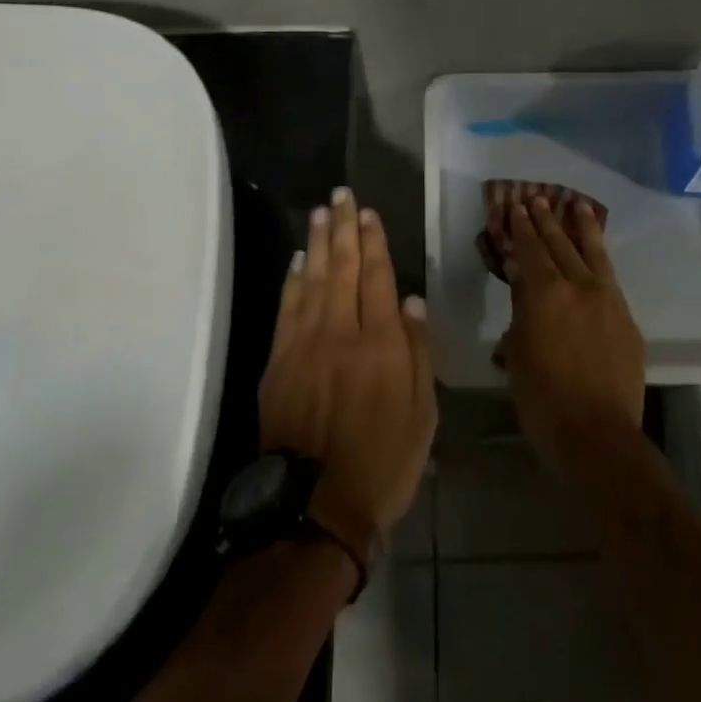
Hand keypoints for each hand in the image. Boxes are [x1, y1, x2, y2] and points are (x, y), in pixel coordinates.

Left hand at [257, 187, 436, 565]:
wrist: (315, 506)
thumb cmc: (383, 462)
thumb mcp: (422, 413)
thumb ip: (418, 352)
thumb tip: (412, 301)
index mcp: (381, 343)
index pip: (377, 278)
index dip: (373, 242)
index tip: (369, 213)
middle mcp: (341, 332)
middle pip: (342, 268)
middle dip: (344, 228)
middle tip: (342, 195)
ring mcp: (304, 345)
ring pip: (311, 280)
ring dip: (317, 243)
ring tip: (321, 212)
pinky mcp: (278, 362)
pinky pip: (286, 308)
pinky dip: (292, 280)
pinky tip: (296, 260)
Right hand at [499, 195, 646, 480]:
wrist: (598, 435)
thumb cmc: (542, 400)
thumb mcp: (517, 354)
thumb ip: (520, 314)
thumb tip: (521, 285)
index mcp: (545, 294)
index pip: (531, 250)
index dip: (522, 228)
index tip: (516, 207)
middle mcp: (578, 287)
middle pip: (560, 245)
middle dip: (547, 220)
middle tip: (538, 198)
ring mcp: (608, 301)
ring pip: (593, 254)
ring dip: (582, 228)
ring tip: (577, 204)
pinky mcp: (627, 320)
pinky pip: (611, 279)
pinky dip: (600, 260)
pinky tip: (597, 255)